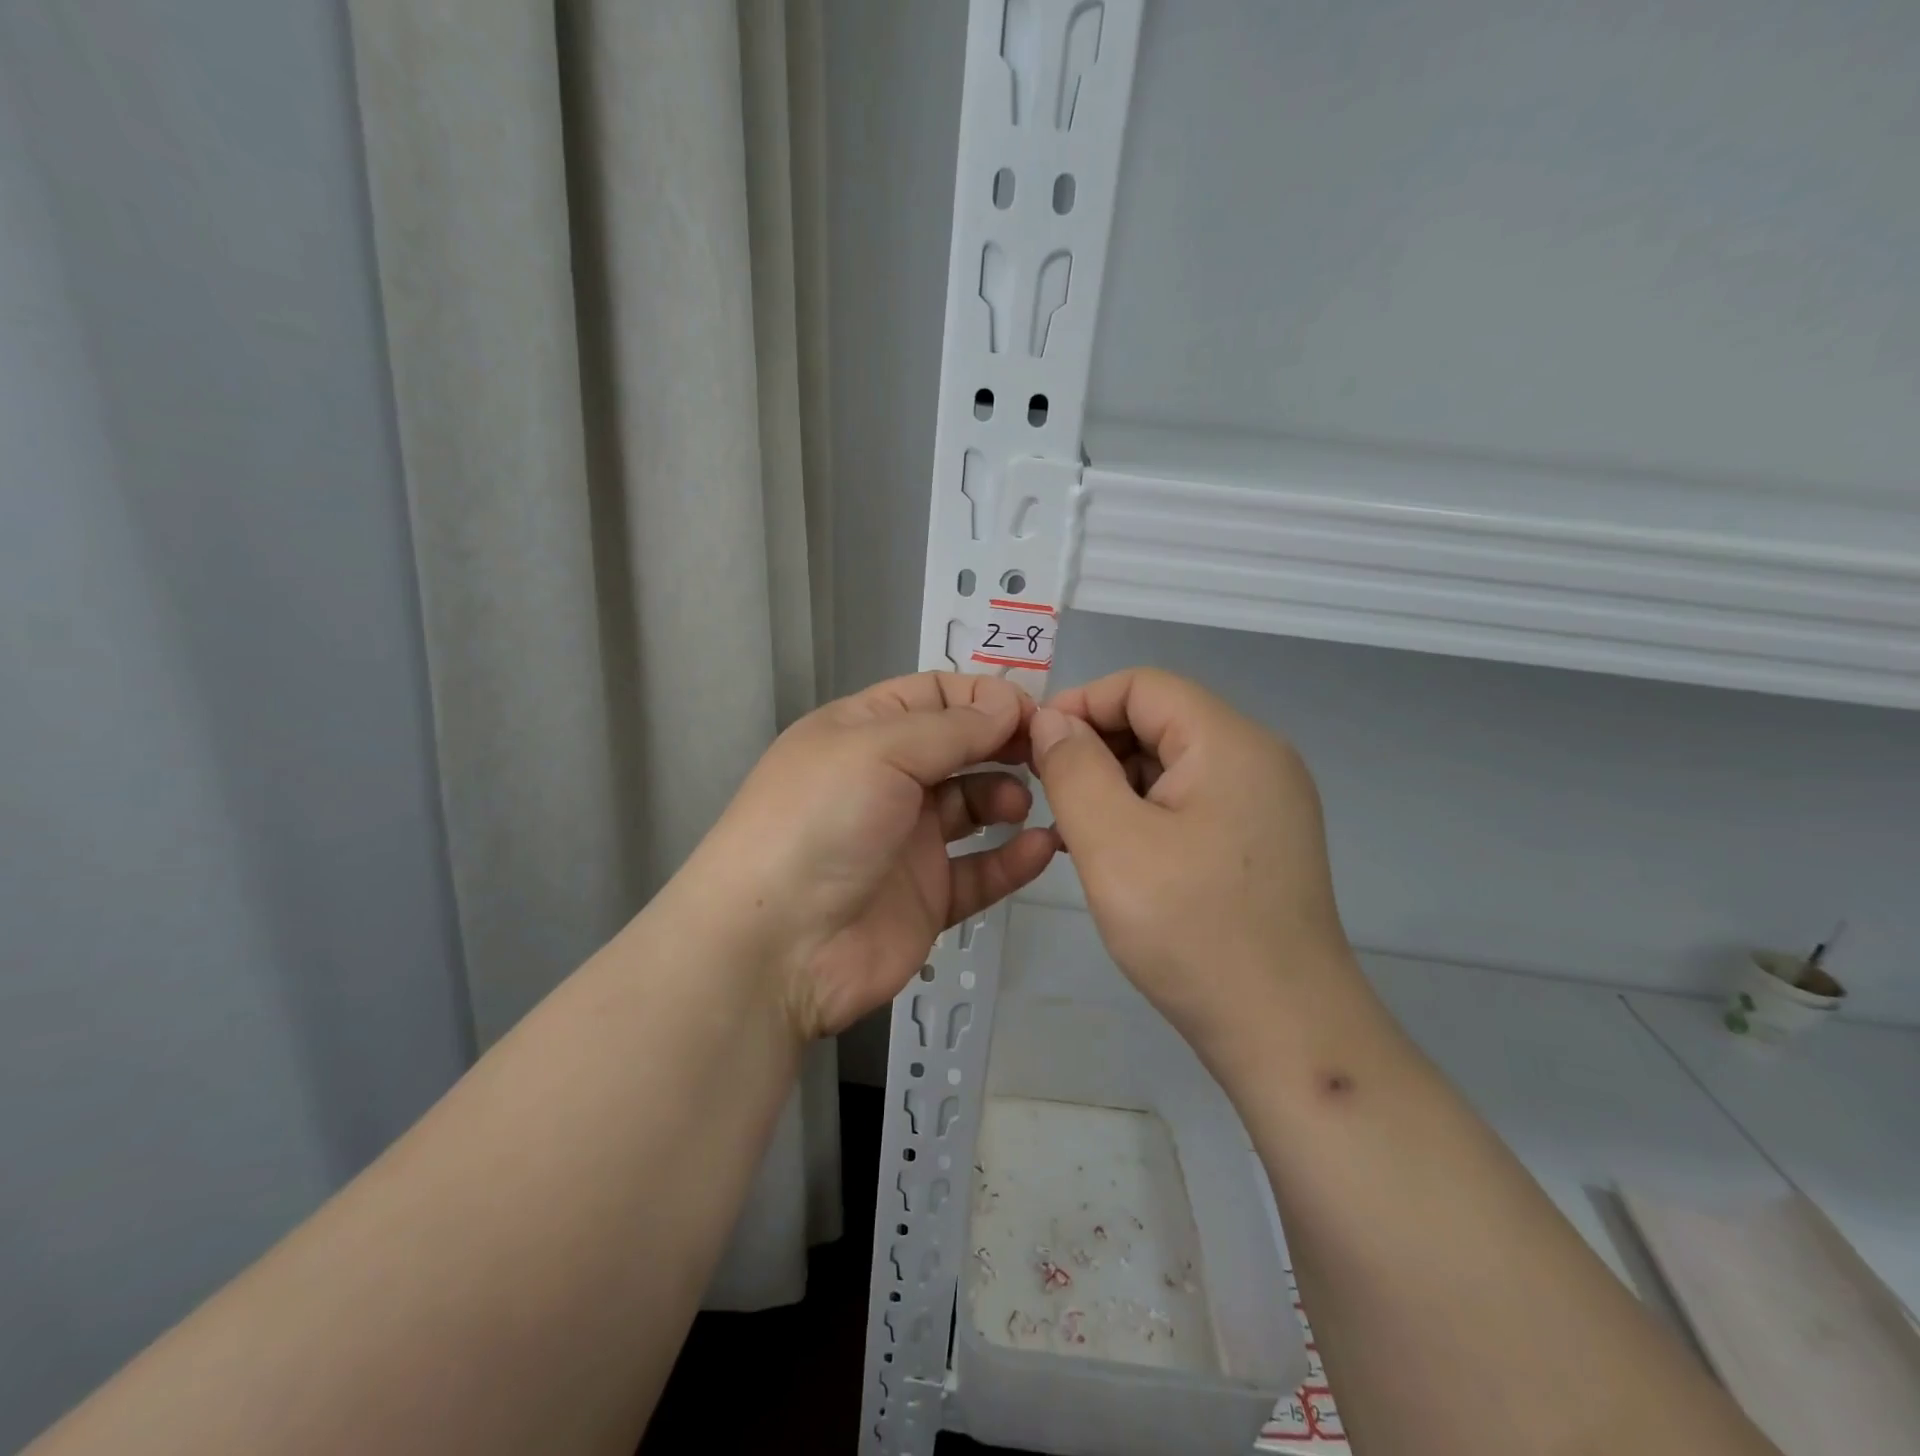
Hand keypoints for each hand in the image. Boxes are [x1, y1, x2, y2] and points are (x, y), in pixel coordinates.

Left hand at [686, 672, 1058, 1038]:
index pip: (936, 695)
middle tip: (1047, 755)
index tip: (1034, 712)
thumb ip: (953, 727)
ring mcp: (908, 841)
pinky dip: (1013, 858)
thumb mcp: (880, 749)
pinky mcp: (928, 896)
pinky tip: (1040, 847)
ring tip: (1022, 805)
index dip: (985, 697)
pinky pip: (981, 870)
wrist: (774, 946)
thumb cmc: (821, 822)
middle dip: (1005, 744)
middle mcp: (887, 780)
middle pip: (961, 747)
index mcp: (865, 731)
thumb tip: (1009, 702)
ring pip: (975, 807)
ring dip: (1009, 797)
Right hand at [1029, 668, 1358, 1054]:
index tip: (1034, 749)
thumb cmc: (1192, 932)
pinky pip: (1190, 802)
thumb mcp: (1112, 843)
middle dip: (1095, 748)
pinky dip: (1144, 813)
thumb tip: (1052, 720)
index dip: (1081, 704)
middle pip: (1159, 721)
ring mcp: (1265, 801)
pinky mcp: (1260, 840)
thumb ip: (1073, 768)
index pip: (1143, 685)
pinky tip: (1112, 854)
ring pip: (1171, 764)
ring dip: (1115, 785)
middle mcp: (1257, 758)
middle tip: (1047, 797)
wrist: (1285, 1033)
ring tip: (1073, 833)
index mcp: (1230, 742)